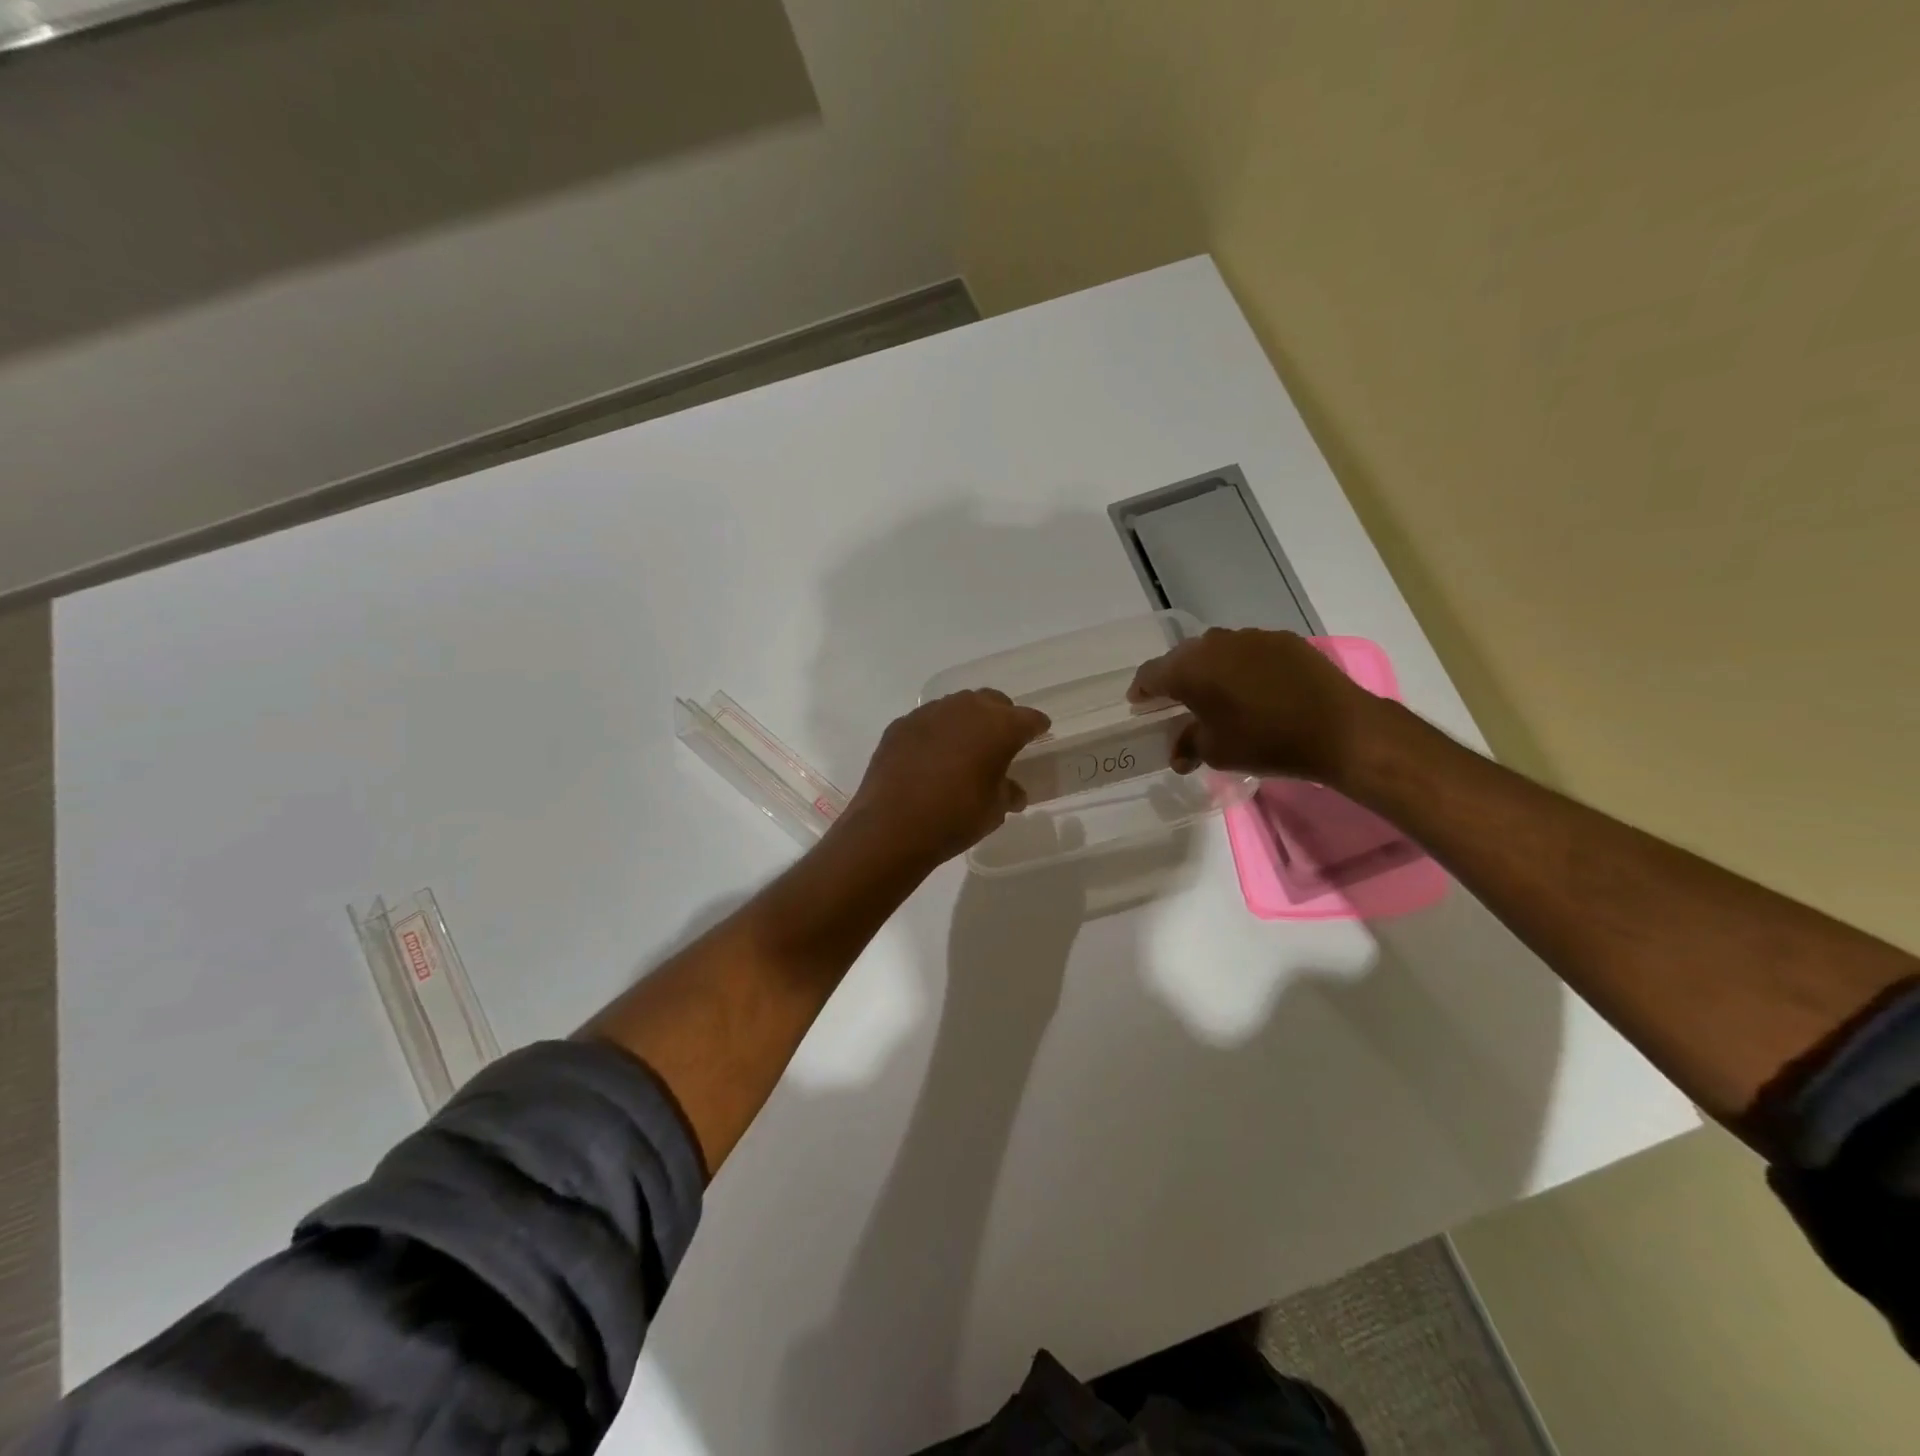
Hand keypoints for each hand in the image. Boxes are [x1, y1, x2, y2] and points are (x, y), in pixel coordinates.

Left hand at [839, 690, 1051, 867]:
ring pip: (957, 706)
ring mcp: (929, 713)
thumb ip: (1007, 793)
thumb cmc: (955, 817)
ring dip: (966, 720)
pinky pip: (928, 721)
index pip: (1028, 719)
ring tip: (965, 745)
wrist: (892, 826)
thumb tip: (1013, 791)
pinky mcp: (901, 725)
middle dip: (1001, 716)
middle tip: (1002, 738)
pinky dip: (936, 732)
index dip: (1036, 727)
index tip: (1039, 733)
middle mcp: (966, 709)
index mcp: (999, 727)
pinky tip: (932, 755)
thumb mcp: (994, 811)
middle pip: (992, 701)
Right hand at [1127, 628, 1383, 782]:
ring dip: (1209, 668)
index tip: (1139, 703)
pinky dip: (1241, 666)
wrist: (1338, 728)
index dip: (1142, 689)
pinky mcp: (1283, 639)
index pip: (1152, 673)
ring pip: (1216, 650)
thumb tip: (1178, 754)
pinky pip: (1248, 650)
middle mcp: (1215, 644)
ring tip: (1215, 692)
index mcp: (1190, 669)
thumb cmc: (1265, 742)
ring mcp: (1251, 637)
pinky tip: (1253, 686)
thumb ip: (1189, 745)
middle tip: (1175, 699)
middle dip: (1175, 677)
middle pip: (1182, 657)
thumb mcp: (1217, 752)